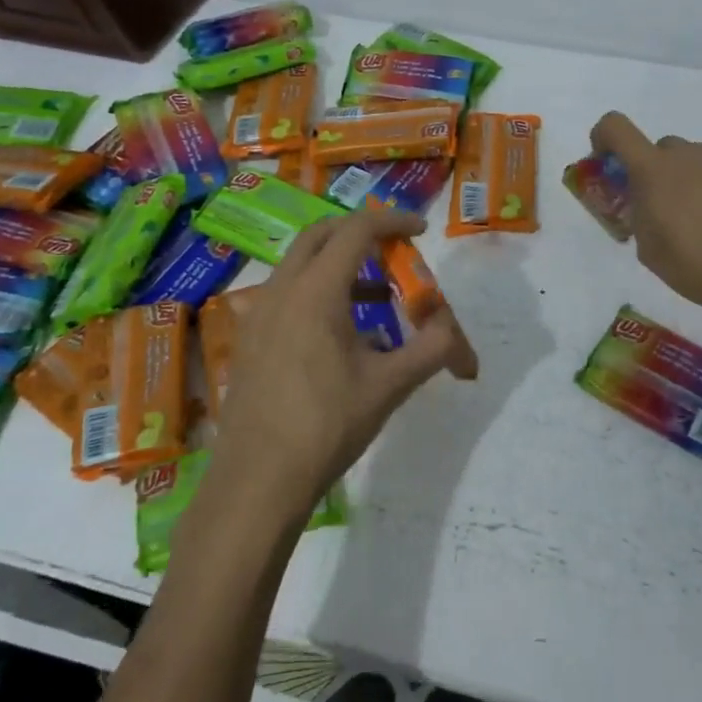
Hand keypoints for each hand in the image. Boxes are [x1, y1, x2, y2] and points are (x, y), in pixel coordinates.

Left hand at [211, 208, 471, 524]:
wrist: (258, 480)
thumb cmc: (327, 425)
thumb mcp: (390, 385)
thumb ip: (431, 348)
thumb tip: (453, 328)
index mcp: (316, 291)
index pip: (357, 230)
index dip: (392, 221)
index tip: (420, 229)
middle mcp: (281, 290)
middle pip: (321, 236)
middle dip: (360, 233)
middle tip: (394, 250)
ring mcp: (258, 315)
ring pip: (300, 266)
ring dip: (339, 267)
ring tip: (378, 298)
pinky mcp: (249, 340)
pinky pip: (287, 295)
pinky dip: (318, 293)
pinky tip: (342, 336)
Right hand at [591, 111, 701, 333]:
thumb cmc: (692, 264)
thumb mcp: (647, 247)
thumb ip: (638, 216)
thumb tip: (645, 207)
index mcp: (653, 169)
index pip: (616, 127)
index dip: (602, 137)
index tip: (604, 163)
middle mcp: (686, 157)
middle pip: (656, 147)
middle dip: (647, 169)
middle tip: (649, 205)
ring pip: (687, 161)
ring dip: (677, 179)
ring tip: (683, 220)